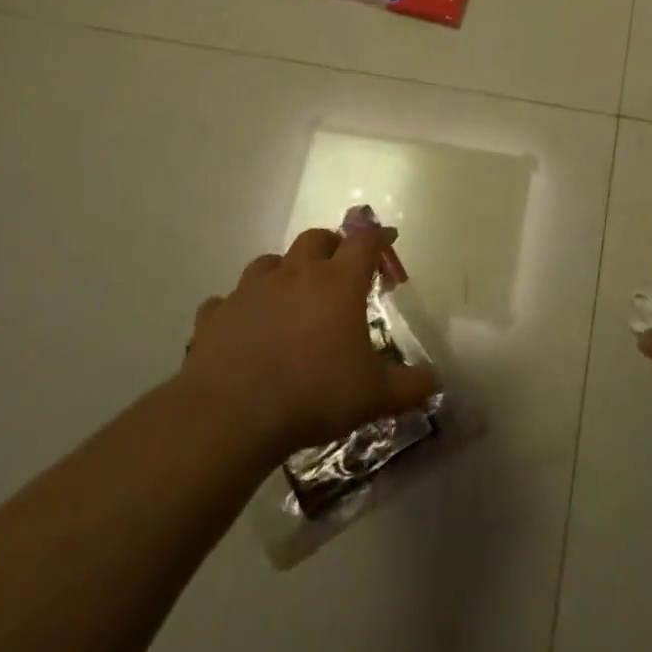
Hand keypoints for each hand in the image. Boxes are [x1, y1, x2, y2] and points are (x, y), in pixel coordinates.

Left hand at [178, 225, 438, 470]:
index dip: (378, 236)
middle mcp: (295, 274)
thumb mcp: (373, 397)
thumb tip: (435, 382)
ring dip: (283, 271)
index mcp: (338, 283)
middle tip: (339, 269)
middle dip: (331, 246)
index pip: (364, 241)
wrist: (231, 415)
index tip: (387, 240)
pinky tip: (243, 328)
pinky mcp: (216, 314)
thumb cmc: (313, 395)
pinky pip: (228, 301)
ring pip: (269, 262)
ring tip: (290, 295)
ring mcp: (251, 290)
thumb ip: (409, 386)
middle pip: (316, 238)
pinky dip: (239, 309)